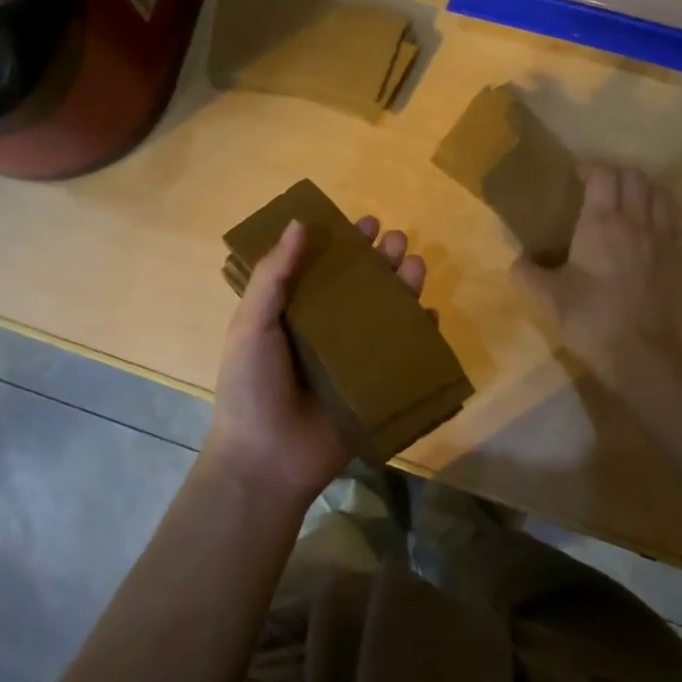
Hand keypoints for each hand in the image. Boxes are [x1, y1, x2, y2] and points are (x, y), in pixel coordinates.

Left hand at [208, 215, 429, 509]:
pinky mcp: (375, 386)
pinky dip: (420, 334)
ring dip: (403, 287)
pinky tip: (429, 314)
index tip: (365, 221)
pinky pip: (403, 354)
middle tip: (394, 240)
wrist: (266, 460)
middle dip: (380, 260)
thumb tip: (299, 223)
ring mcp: (354, 359)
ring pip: (386, 314)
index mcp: (295, 313)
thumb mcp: (251, 324)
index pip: (325, 268)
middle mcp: (327, 330)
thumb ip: (273, 275)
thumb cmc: (252, 386)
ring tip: (414, 265)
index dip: (345, 243)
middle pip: (361, 286)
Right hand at [514, 163, 681, 376]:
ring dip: (644, 187)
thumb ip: (529, 275)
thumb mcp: (551, 297)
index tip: (577, 175)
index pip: (603, 175)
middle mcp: (636, 222)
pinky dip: (662, 212)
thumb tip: (514, 263)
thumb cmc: (592, 319)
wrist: (642, 355)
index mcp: (602, 223)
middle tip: (600, 185)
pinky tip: (651, 227)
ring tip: (629, 199)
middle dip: (617, 173)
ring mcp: (663, 239)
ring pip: (660, 193)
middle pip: (635, 177)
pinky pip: (675, 220)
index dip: (590, 168)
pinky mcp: (680, 259)